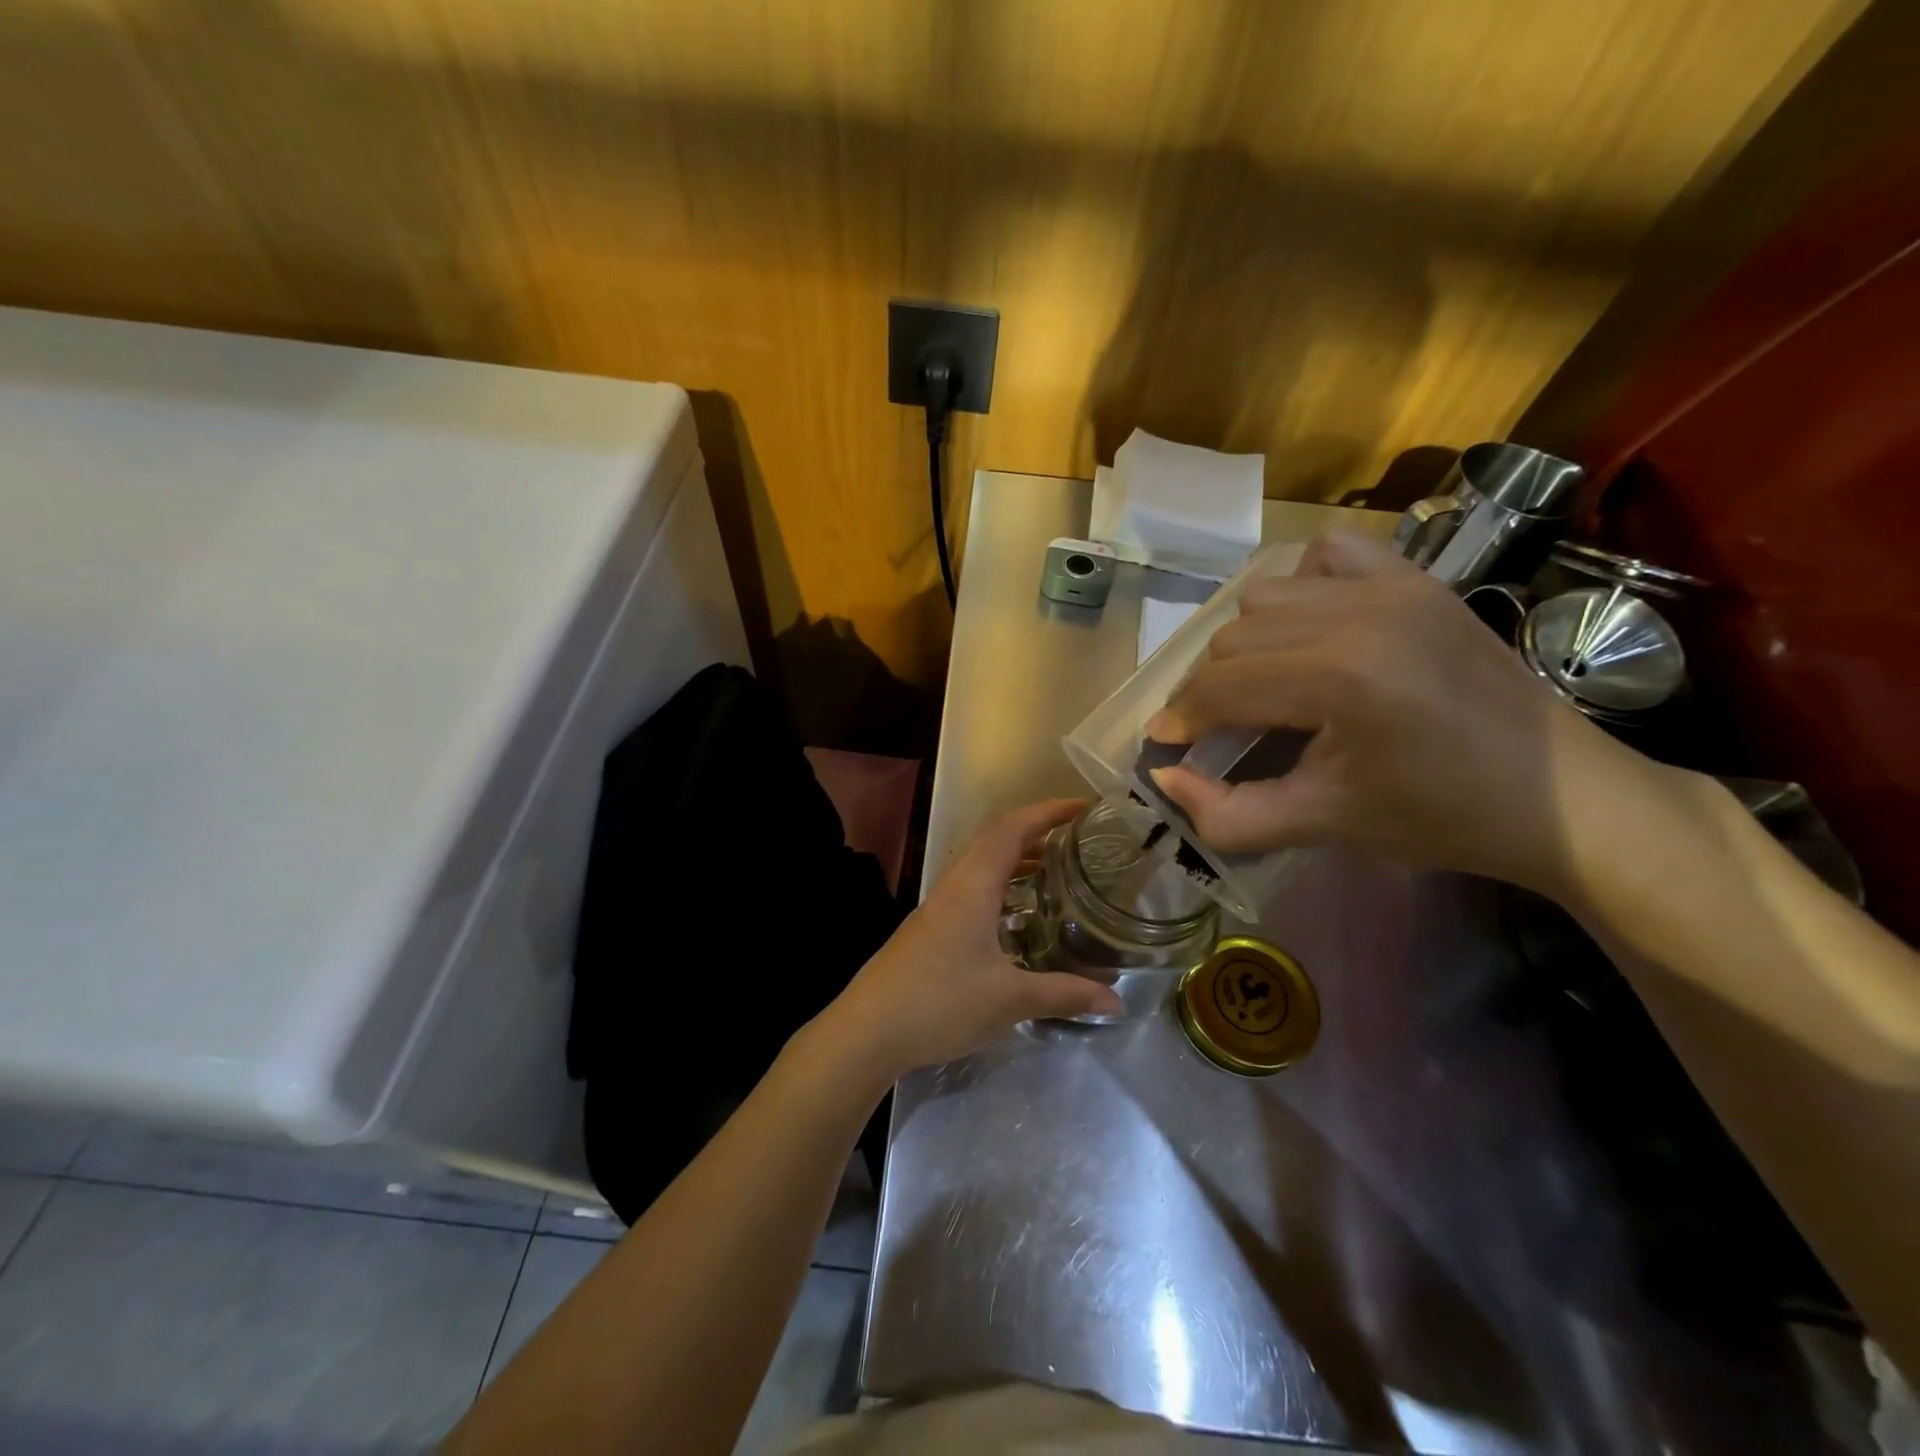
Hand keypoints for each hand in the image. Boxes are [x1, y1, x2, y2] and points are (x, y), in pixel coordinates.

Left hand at [812, 800, 1124, 1083]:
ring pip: (982, 864)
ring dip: (1017, 858)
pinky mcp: (931, 928)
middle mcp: (954, 886)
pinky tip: (1019, 917)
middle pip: (996, 839)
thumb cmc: (938, 1003)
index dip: (1048, 811)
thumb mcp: (1009, 1000)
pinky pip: (973, 889)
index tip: (1083, 808)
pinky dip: (1002, 886)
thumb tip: (1116, 1001)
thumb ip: (1064, 995)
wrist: (867, 1031)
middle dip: (1036, 830)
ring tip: (1056, 871)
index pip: (1012, 829)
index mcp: (972, 886)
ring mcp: (938, 906)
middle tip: (1077, 839)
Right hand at [1145, 529, 1658, 897]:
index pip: (1224, 686)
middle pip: (1234, 637)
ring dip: (1246, 640)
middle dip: (1208, 686)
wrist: (1562, 796)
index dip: (1181, 718)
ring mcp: (1394, 586)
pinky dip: (1300, 587)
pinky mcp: (1418, 578)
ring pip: (1266, 594)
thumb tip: (1164, 778)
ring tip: (1262, 682)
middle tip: (1215, 727)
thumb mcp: (1325, 825)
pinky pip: (1329, 555)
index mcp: (1343, 680)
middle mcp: (1362, 615)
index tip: (1164, 743)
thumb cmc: (1441, 817)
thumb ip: (1230, 814)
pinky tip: (1309, 629)